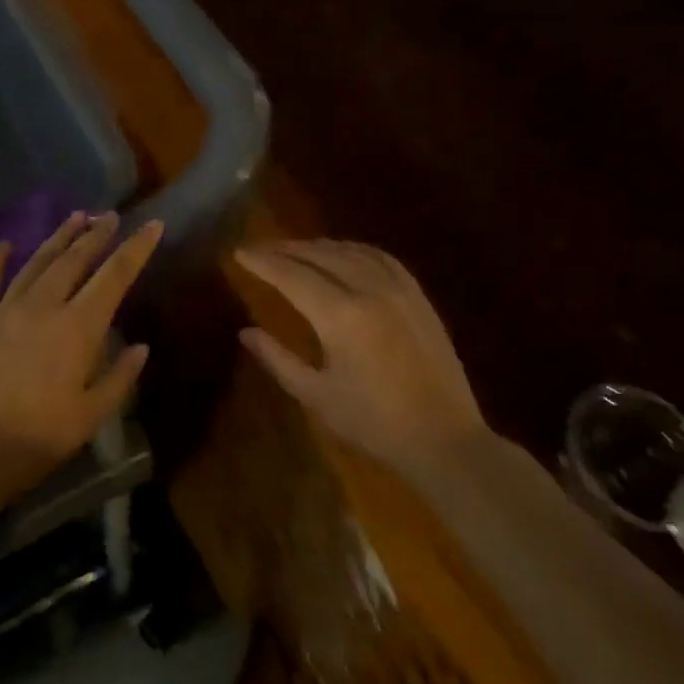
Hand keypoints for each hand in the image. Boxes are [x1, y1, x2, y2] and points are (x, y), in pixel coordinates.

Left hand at [0, 212, 160, 494]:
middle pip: (75, 259)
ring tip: (75, 217)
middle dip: (97, 234)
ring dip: (59, 238)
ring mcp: (5, 310)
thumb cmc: (35, 439)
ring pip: (38, 262)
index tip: (153, 224)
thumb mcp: (90, 417)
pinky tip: (4, 244)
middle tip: (110, 215)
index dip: (136, 248)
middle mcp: (44, 305)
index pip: (115, 276)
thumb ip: (119, 378)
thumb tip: (141, 347)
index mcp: (78, 327)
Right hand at [236, 240, 488, 484]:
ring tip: (293, 249)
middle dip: (284, 249)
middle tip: (259, 249)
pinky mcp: (416, 293)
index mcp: (340, 316)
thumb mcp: (317, 396)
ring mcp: (397, 287)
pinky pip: (378, 256)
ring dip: (316, 246)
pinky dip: (352, 248)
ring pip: (348, 250)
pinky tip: (341, 252)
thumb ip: (278, 359)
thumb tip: (246, 332)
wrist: (444, 438)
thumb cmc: (374, 424)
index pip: (290, 275)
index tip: (239, 252)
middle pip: (317, 255)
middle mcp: (367, 289)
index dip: (262, 261)